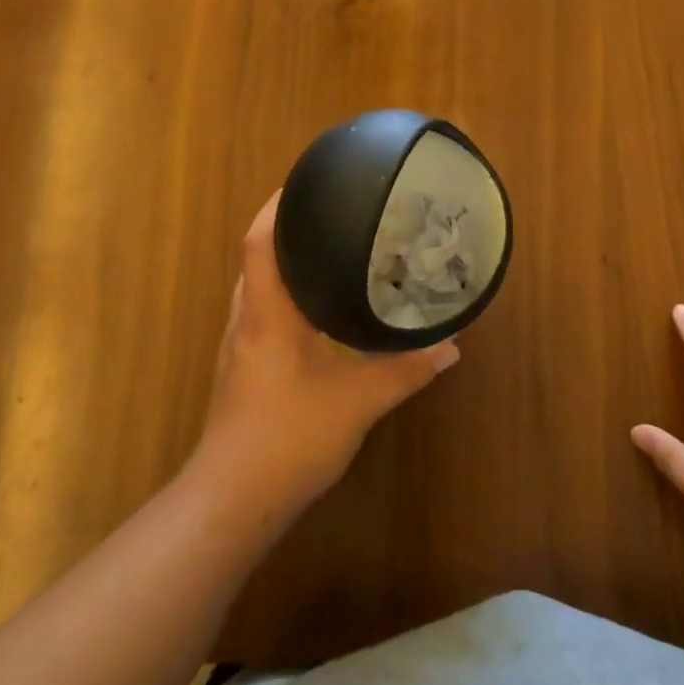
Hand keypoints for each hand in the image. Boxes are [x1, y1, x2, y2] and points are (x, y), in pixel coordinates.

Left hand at [195, 192, 460, 522]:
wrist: (232, 501)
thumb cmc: (289, 437)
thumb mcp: (358, 402)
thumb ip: (405, 370)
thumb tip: (451, 345)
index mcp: (267, 313)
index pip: (260, 241)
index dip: (276, 206)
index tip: (304, 184)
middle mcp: (246, 320)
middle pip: (257, 258)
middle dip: (287, 231)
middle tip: (331, 216)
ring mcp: (238, 346)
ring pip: (258, 288)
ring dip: (284, 266)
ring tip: (327, 255)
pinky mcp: (239, 369)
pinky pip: (260, 314)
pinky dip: (284, 299)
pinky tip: (315, 314)